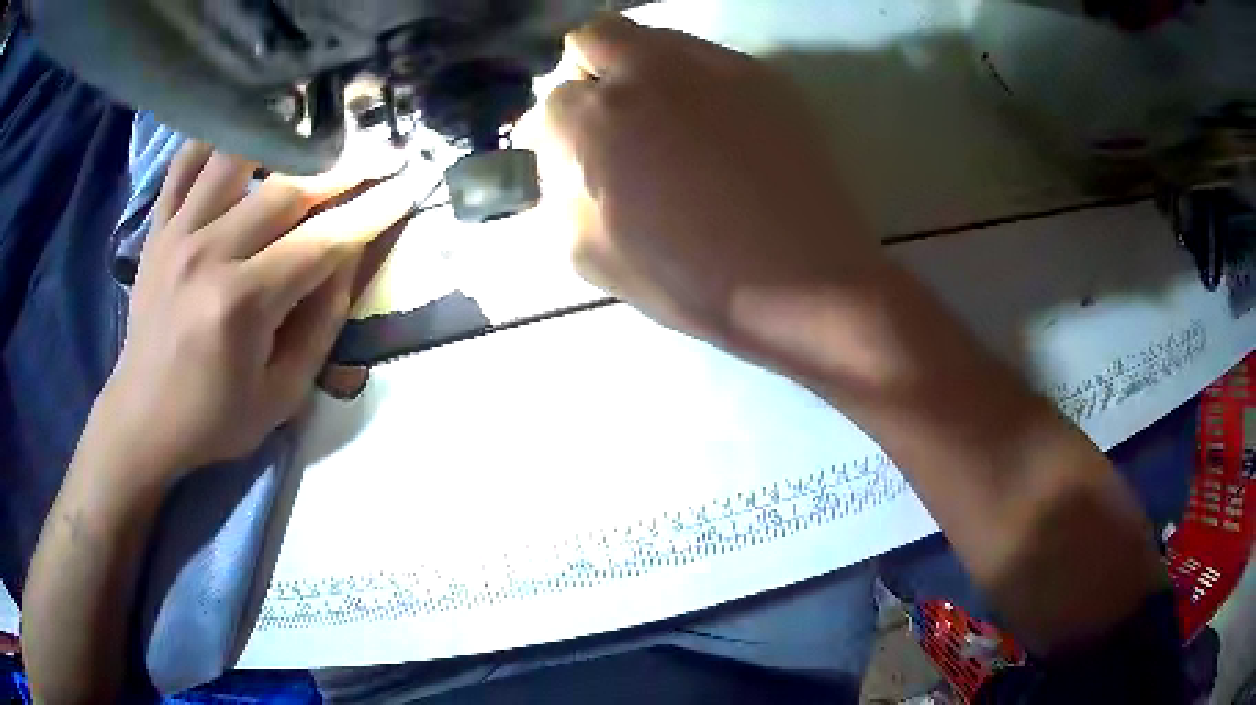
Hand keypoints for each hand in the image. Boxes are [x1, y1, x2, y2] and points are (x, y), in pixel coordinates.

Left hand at [100, 142, 412, 473]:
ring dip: (283, 138)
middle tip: (380, 151)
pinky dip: (214, 140)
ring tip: (314, 130)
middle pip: (287, 188)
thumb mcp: (282, 395)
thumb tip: (348, 256)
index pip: (323, 241)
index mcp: (243, 305)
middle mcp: (209, 254)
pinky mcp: (158, 230)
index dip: (372, 210)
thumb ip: (321, 324)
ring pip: (237, 156)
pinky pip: (185, 163)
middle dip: (343, 167)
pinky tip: (241, 134)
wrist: (143, 420)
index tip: (408, 185)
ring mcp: (178, 234)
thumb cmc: (214, 418)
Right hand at [544, 16, 888, 363]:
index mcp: (600, 121)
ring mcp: (711, 64)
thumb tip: (561, 165)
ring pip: (651, 36)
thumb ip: (560, 200)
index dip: (554, 131)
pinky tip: (708, 123)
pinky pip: (705, 55)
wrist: (807, 281)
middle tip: (604, 116)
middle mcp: (649, 73)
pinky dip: (689, 78)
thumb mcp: (596, 258)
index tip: (569, 155)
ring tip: (658, 118)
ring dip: (637, 66)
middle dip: (585, 71)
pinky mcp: (761, 74)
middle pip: (593, 38)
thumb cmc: (697, 282)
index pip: (552, 101)